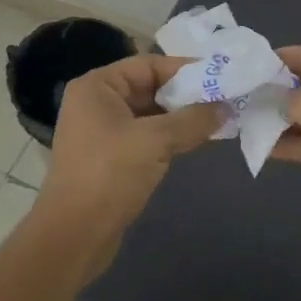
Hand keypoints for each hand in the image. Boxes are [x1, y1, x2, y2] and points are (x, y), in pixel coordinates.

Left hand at [34, 55, 222, 284]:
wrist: (74, 236)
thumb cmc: (110, 175)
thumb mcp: (156, 141)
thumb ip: (193, 119)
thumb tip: (226, 107)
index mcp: (98, 86)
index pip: (149, 65)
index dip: (186, 70)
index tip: (221, 77)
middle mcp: (97, 103)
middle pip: (150, 88)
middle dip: (187, 95)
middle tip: (226, 99)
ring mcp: (102, 132)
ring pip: (151, 114)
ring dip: (182, 118)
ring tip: (220, 120)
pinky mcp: (111, 158)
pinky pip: (147, 136)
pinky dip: (171, 137)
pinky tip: (198, 141)